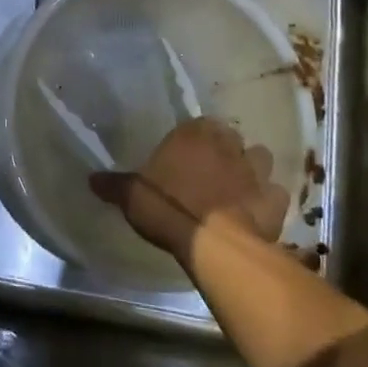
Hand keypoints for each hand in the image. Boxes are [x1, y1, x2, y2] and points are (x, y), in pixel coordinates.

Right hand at [90, 118, 291, 267]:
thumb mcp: (131, 196)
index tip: (187, 153)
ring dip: (252, 169)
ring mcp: (254, 171)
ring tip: (239, 186)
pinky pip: (276, 194)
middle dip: (226, 149)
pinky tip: (258, 212)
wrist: (212, 243)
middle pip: (231, 138)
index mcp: (193, 135)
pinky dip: (269, 200)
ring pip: (260, 158)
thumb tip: (91, 179)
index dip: (196, 137)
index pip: (199, 123)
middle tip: (213, 169)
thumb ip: (114, 185)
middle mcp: (227, 145)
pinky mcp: (274, 200)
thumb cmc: (168, 208)